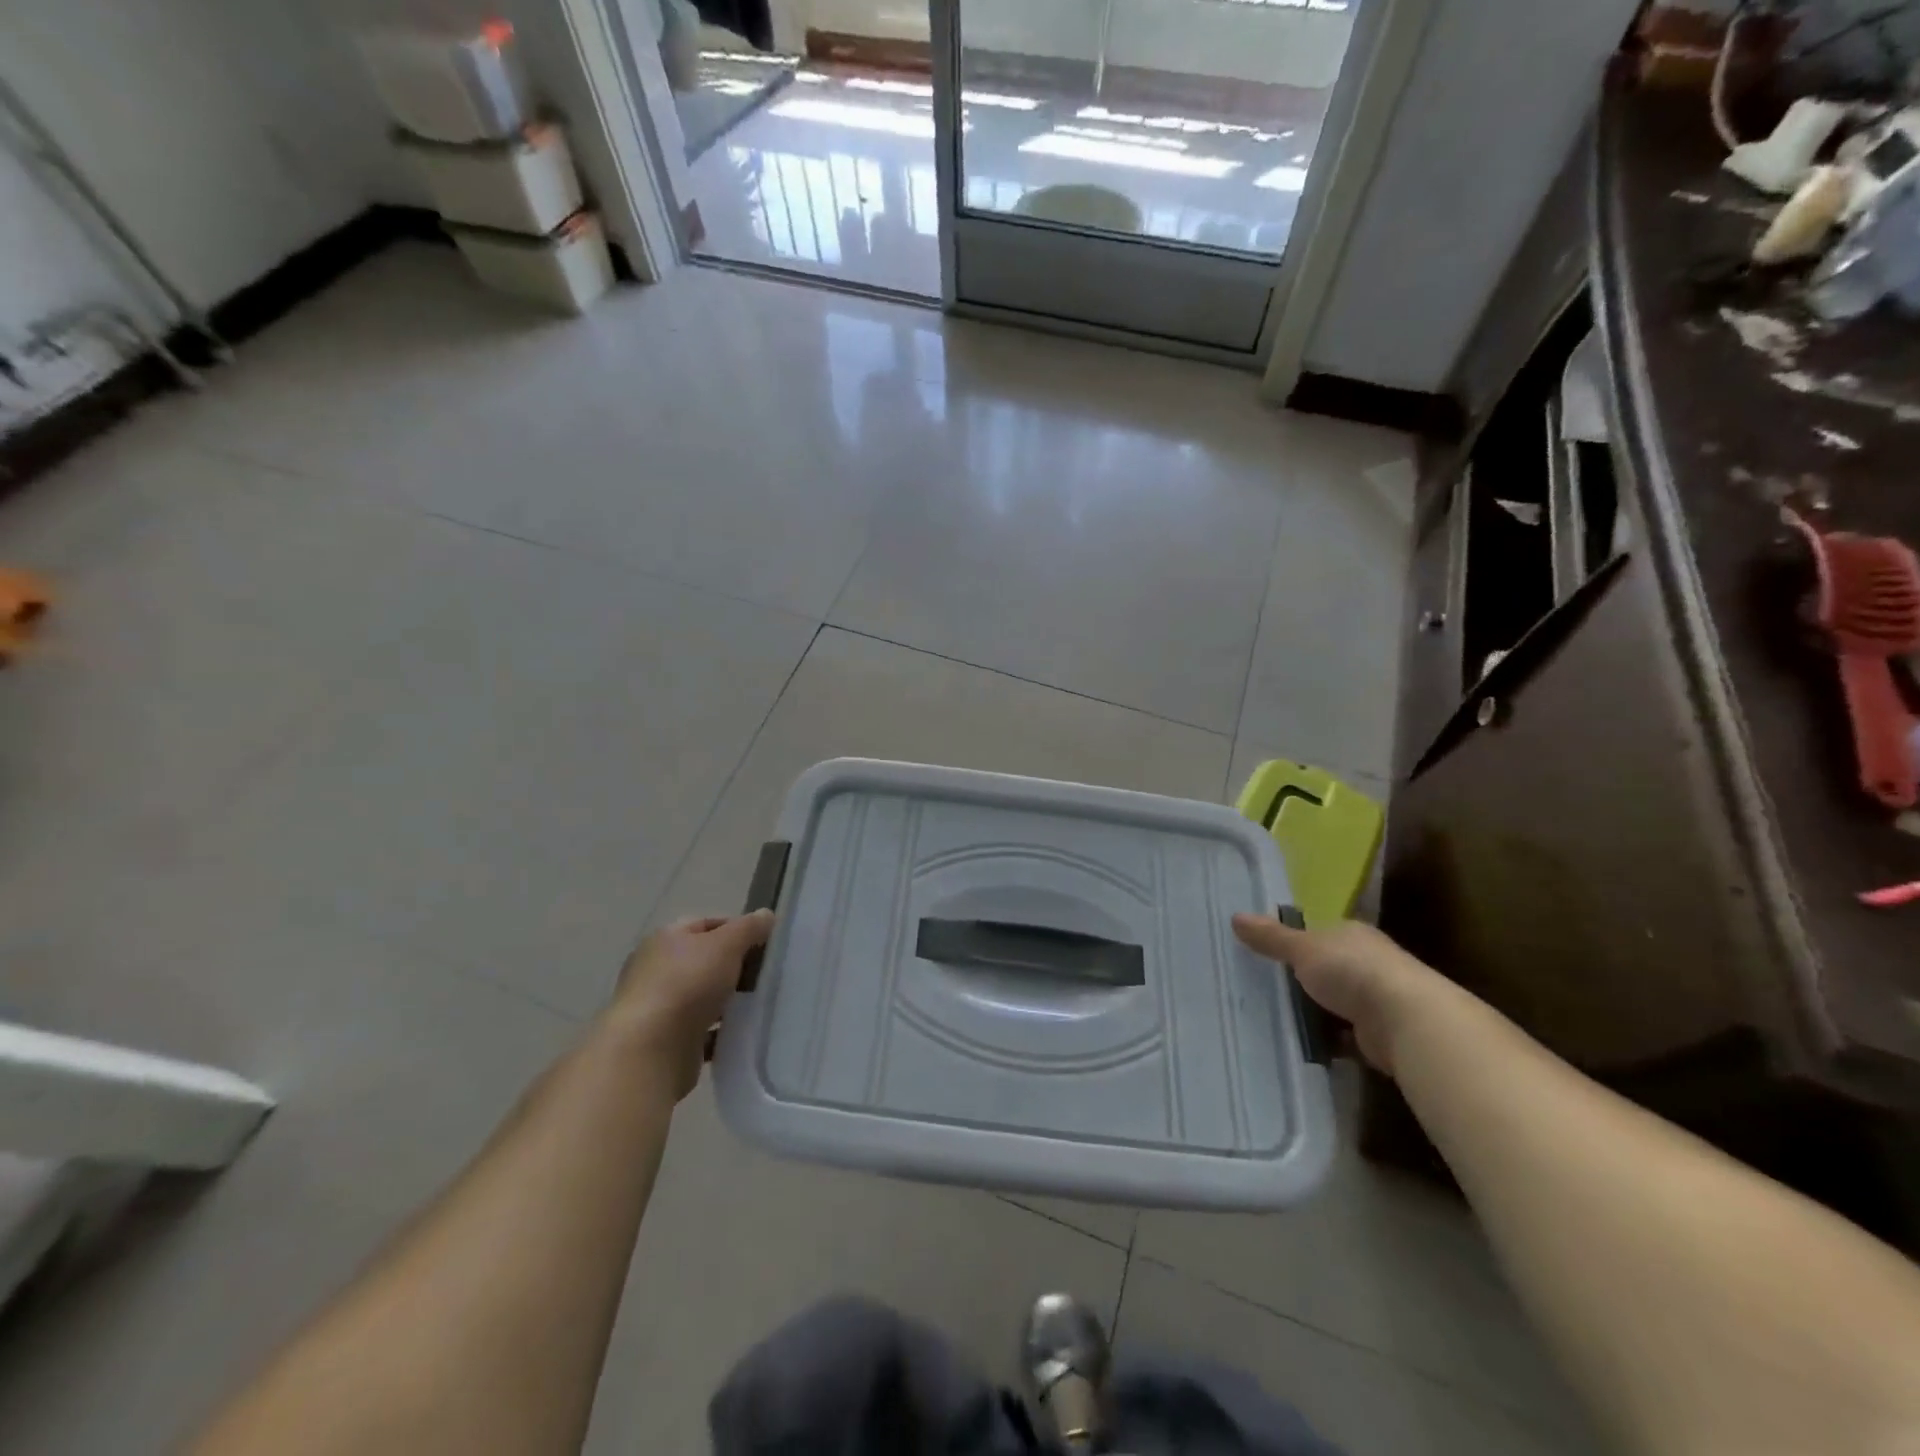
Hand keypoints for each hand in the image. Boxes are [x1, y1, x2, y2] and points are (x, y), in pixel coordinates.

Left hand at [609, 911, 773, 1098]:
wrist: (650, 1051)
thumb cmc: (687, 985)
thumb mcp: (726, 945)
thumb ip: (748, 928)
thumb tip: (766, 915)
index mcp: (665, 939)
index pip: (705, 924)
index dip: (736, 929)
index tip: (764, 944)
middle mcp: (655, 969)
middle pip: (704, 961)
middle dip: (733, 967)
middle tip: (763, 976)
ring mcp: (657, 1007)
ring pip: (702, 997)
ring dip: (726, 1001)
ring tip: (756, 1006)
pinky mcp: (664, 1041)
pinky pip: (699, 1031)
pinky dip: (718, 1032)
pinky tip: (739, 1034)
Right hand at [1231, 914, 1441, 1074]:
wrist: (1408, 1022)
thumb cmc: (1352, 971)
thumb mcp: (1303, 949)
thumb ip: (1271, 937)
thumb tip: (1235, 917)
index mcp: (1352, 935)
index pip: (1321, 933)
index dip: (1296, 942)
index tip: (1267, 954)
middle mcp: (1369, 962)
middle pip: (1328, 968)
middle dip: (1303, 979)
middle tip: (1264, 987)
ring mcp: (1378, 999)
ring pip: (1336, 1003)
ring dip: (1315, 1011)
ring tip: (1274, 1017)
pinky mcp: (1380, 1035)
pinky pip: (1344, 1035)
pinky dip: (1327, 1040)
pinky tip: (1302, 1044)